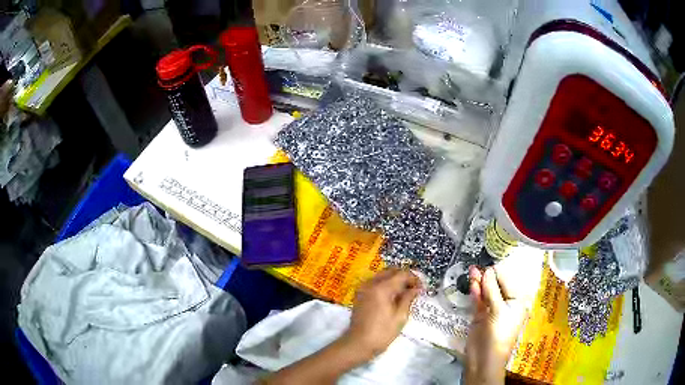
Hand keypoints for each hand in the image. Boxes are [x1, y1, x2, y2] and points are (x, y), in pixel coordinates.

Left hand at [342, 268, 421, 358]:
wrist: (359, 343)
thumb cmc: (382, 332)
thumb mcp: (400, 316)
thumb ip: (408, 298)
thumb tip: (416, 288)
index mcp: (382, 288)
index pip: (402, 274)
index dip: (414, 279)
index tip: (422, 288)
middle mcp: (371, 283)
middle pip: (391, 271)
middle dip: (404, 277)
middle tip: (414, 289)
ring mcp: (363, 288)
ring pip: (382, 275)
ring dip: (395, 280)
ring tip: (405, 293)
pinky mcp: (360, 294)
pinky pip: (375, 282)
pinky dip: (385, 284)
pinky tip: (393, 296)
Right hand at [464, 266, 528, 384]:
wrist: (484, 358)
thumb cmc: (498, 334)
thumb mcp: (498, 311)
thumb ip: (492, 290)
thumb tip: (488, 271)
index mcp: (517, 301)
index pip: (508, 281)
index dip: (499, 271)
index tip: (489, 261)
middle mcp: (506, 303)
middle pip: (497, 285)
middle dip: (488, 275)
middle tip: (479, 264)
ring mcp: (492, 309)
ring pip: (486, 291)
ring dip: (480, 281)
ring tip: (472, 269)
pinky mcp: (480, 315)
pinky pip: (479, 300)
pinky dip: (475, 291)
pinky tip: (473, 281)